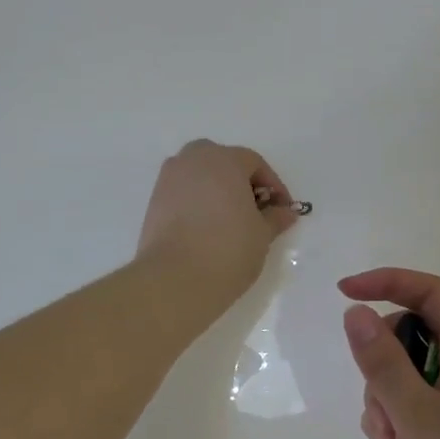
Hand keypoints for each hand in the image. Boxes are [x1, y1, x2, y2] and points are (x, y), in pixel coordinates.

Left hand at [137, 140, 299, 323]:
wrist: (175, 278)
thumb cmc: (228, 249)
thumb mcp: (262, 235)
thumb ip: (275, 218)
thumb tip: (286, 212)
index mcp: (224, 160)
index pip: (254, 163)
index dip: (273, 186)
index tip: (282, 211)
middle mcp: (193, 160)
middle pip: (223, 162)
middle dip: (241, 182)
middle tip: (254, 211)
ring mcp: (168, 179)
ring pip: (199, 176)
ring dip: (217, 191)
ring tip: (230, 222)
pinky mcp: (153, 202)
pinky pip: (183, 193)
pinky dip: (197, 204)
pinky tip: (207, 229)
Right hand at [340, 269, 439, 438]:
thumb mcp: (417, 416)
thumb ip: (383, 363)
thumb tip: (356, 312)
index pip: (432, 294)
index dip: (388, 282)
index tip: (343, 293)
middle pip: (414, 339)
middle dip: (382, 366)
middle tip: (380, 411)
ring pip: (410, 379)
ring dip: (386, 403)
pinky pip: (418, 412)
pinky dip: (400, 425)